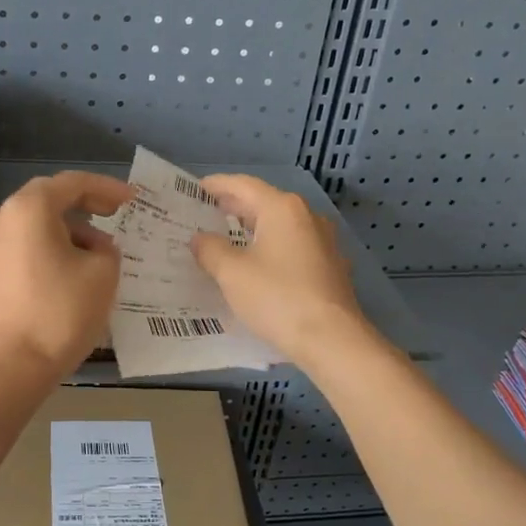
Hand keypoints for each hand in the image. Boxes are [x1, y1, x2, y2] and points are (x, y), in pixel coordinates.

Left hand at [0, 170, 136, 380]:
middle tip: (116, 212)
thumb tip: (92, 246)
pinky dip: (53, 243)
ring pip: (37, 220)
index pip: (74, 183)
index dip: (107, 188)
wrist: (16, 364)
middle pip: (50, 196)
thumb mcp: (103, 272)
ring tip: (100, 246)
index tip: (133, 199)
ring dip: (70, 225)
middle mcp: (4, 216)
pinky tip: (75, 264)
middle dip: (86, 202)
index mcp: (30, 208)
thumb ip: (106, 247)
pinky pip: (27, 241)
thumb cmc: (62, 311)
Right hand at [190, 174, 372, 365]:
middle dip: (234, 207)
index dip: (216, 185)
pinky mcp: (330, 266)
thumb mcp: (231, 273)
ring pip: (280, 226)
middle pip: (264, 203)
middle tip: (204, 214)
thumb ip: (210, 249)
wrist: (331, 339)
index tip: (195, 190)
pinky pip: (293, 247)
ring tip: (227, 239)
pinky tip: (258, 265)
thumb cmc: (277, 297)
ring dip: (253, 228)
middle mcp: (307, 216)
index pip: (243, 185)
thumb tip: (200, 238)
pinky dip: (271, 248)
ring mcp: (323, 241)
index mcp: (282, 208)